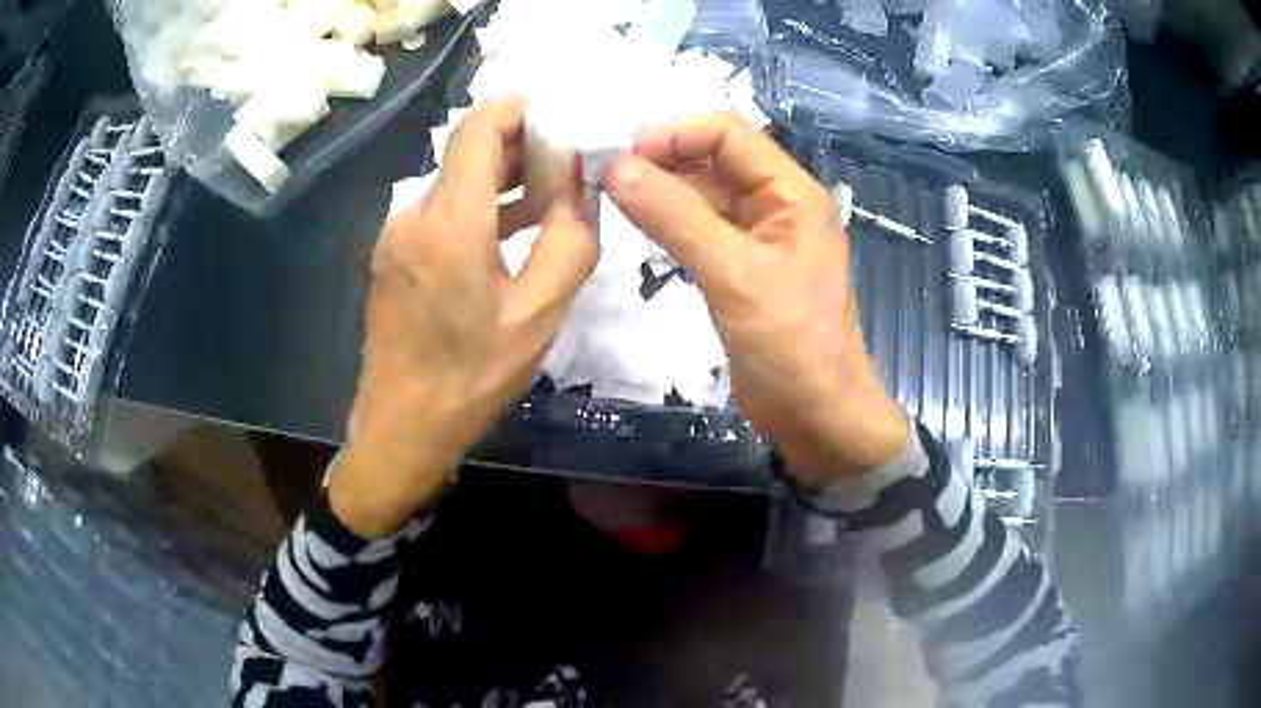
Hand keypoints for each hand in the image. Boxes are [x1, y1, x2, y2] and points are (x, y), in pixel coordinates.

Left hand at [329, 98, 597, 536]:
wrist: (400, 428)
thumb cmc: (471, 378)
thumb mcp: (539, 316)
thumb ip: (571, 239)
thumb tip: (583, 184)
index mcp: (449, 222)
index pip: (480, 125)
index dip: (523, 107)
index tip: (565, 117)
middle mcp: (415, 213)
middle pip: (469, 148)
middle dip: (524, 143)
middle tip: (573, 161)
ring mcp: (398, 233)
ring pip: (457, 180)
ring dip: (505, 177)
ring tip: (554, 195)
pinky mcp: (394, 253)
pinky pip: (443, 210)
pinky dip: (481, 206)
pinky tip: (514, 227)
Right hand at [603, 113, 907, 486]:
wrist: (817, 415)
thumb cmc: (791, 346)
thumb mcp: (733, 275)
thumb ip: (674, 216)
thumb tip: (614, 167)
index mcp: (791, 191)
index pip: (728, 132)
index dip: (673, 134)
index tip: (622, 158)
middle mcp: (777, 203)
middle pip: (713, 158)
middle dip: (661, 161)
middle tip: (606, 180)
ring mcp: (759, 235)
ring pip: (703, 192)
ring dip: (661, 191)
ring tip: (613, 201)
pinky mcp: (742, 266)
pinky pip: (701, 227)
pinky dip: (670, 222)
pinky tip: (639, 229)